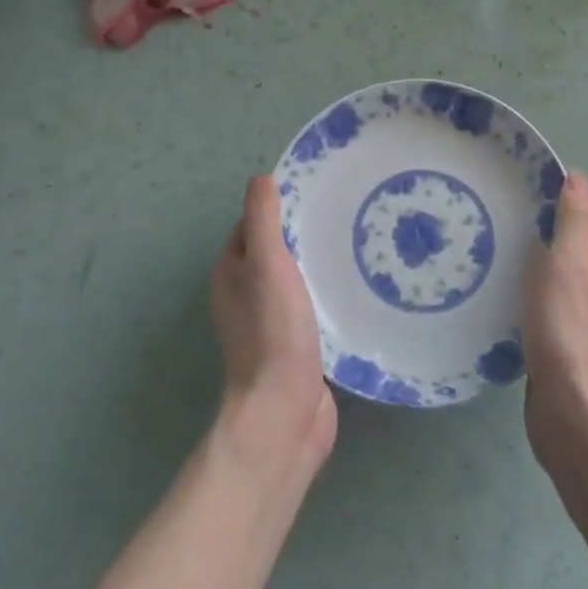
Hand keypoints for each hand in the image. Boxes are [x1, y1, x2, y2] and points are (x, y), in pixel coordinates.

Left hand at [211, 176, 336, 472]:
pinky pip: (311, 308)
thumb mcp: (267, 263)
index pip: (252, 225)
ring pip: (295, 281)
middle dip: (303, 234)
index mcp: (231, 273)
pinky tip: (355, 288)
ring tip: (356, 245)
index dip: (278, 207)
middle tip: (345, 216)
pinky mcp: (295, 347)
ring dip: (318, 266)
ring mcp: (270, 324)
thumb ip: (263, 220)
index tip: (316, 192)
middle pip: (275, 252)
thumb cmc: (273, 331)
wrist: (284, 410)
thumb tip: (260, 177)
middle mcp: (245, 296)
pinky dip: (328, 295)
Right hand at [523, 173, 587, 473]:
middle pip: (570, 232)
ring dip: (529, 249)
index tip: (517, 173)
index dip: (558, 186)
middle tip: (495, 203)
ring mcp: (583, 306)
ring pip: (554, 263)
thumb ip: (574, 221)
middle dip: (539, 215)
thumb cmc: (570, 332)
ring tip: (488, 236)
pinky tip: (498, 281)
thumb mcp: (569, 266)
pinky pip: (543, 291)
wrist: (575, 413)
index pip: (587, 205)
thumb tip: (577, 179)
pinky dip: (525, 280)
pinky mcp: (562, 331)